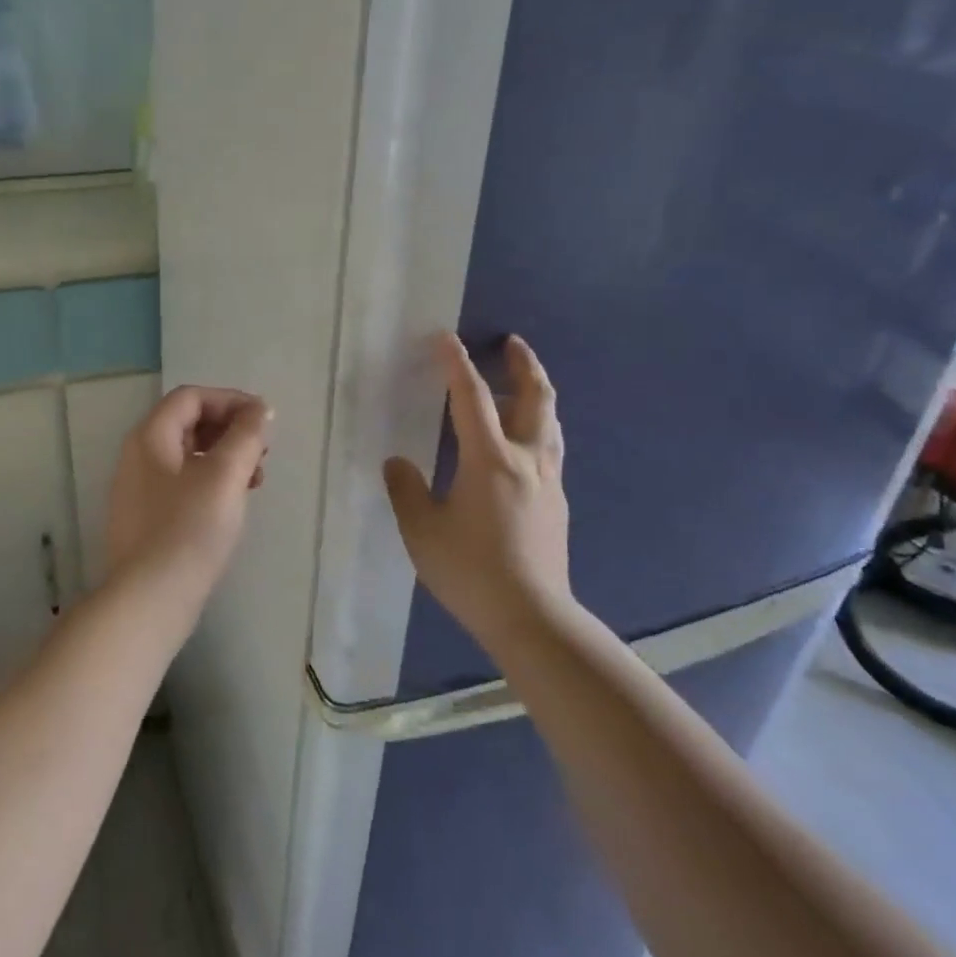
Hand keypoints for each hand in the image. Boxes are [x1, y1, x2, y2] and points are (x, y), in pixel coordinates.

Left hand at [105, 386, 271, 599]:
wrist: (150, 599)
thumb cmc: (189, 528)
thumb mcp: (225, 474)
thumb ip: (246, 435)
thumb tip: (260, 410)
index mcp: (151, 436)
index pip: (191, 397)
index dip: (230, 400)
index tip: (264, 420)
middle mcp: (138, 456)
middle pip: (189, 423)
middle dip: (231, 430)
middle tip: (264, 450)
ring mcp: (140, 490)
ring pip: (189, 456)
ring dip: (226, 458)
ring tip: (256, 480)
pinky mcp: (148, 519)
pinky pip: (183, 484)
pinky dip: (212, 482)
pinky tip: (233, 504)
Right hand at [384, 332, 572, 647]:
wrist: (533, 619)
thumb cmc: (472, 571)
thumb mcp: (422, 532)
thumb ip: (406, 490)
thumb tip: (398, 463)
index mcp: (489, 458)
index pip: (472, 396)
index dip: (457, 363)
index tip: (446, 337)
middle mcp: (525, 458)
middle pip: (535, 397)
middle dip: (524, 363)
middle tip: (512, 342)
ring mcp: (548, 480)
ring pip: (549, 421)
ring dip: (536, 392)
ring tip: (519, 383)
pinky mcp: (557, 502)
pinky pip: (549, 447)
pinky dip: (536, 426)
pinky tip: (520, 442)